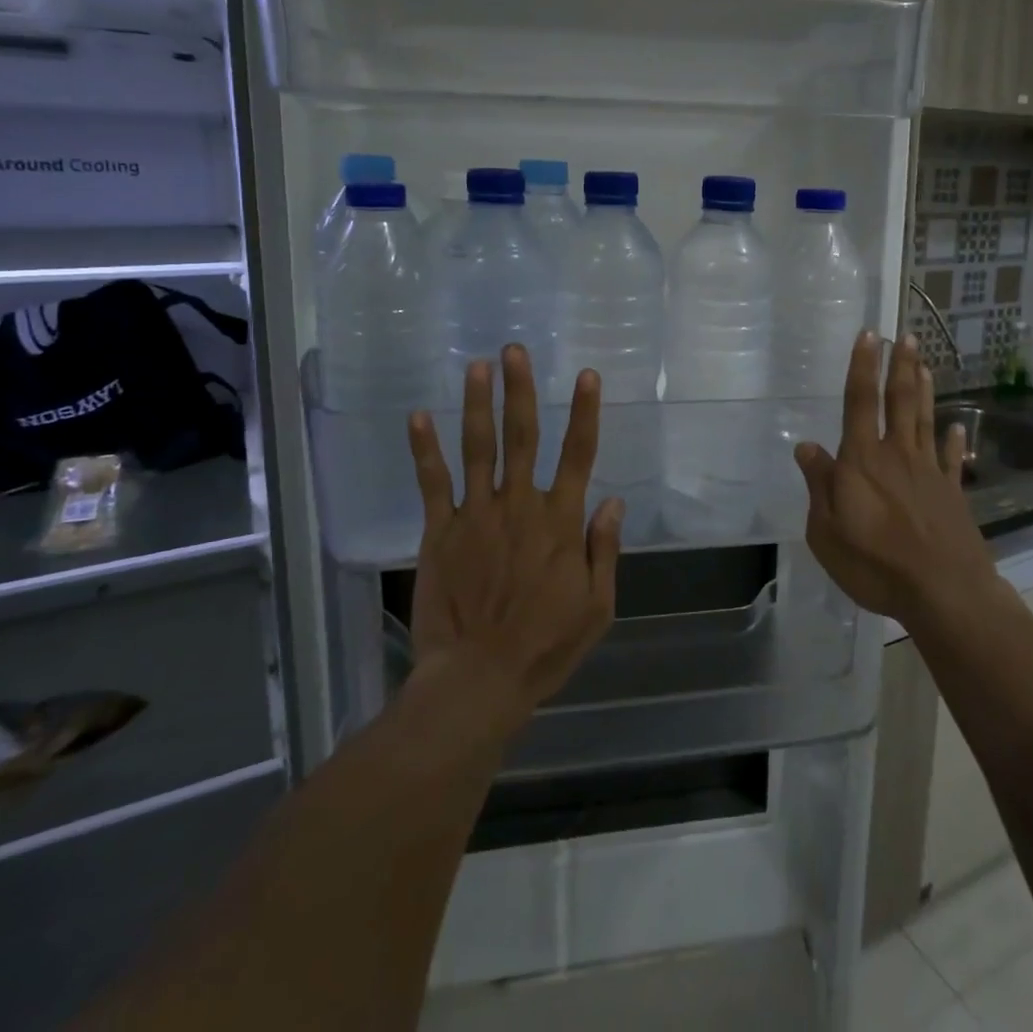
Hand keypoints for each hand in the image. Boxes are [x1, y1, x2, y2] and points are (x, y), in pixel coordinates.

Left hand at [405, 344, 621, 732]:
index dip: (584, 412)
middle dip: (520, 390)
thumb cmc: (545, 647)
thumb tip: (614, 502)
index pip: (578, 455)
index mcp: (560, 522)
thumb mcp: (597, 607)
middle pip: (523, 437)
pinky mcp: (440, 532)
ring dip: (479, 404)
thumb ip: (604, 550)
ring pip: (479, 448)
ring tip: (478, 365)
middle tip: (515, 351)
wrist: (477, 680)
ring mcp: (476, 515)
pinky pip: (433, 483)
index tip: (586, 375)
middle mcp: (519, 506)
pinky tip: (419, 416)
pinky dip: (425, 449)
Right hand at [794, 332, 993, 622]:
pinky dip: (952, 440)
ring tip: (924, 363)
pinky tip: (957, 425)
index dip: (862, 366)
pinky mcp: (952, 494)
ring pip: (924, 420)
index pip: (859, 402)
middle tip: (906, 336)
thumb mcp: (827, 531)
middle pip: (898, 402)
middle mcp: (897, 455)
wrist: (944, 592)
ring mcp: (929, 472)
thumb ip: (819, 485)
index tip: (869, 335)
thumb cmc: (875, 563)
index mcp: (862, 460)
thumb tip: (806, 446)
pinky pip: (950, 459)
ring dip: (923, 390)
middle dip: (900, 366)